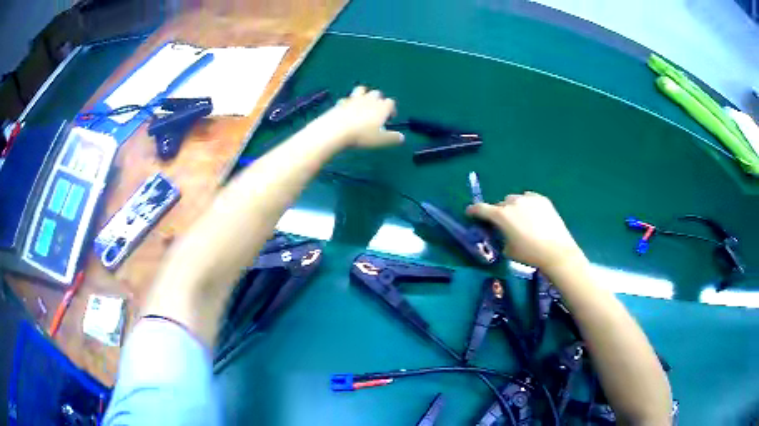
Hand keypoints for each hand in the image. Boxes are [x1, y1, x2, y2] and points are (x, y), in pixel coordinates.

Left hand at [318, 86, 403, 147]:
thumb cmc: (362, 135)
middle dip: (378, 101)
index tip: (389, 119)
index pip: (391, 103)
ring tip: (362, 106)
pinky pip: (347, 99)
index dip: (391, 110)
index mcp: (382, 107)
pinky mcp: (341, 102)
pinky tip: (347, 111)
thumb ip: (392, 137)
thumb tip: (402, 137)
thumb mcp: (380, 140)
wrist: (336, 130)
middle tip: (376, 113)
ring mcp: (354, 98)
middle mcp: (369, 99)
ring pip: (362, 90)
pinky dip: (348, 103)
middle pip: (377, 93)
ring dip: (364, 95)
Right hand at [467, 192, 585, 270]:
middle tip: (504, 224)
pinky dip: (527, 205)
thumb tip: (503, 233)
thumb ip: (501, 237)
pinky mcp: (542, 199)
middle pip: (500, 204)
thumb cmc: (529, 254)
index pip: (481, 209)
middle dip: (499, 213)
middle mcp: (513, 202)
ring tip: (521, 219)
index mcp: (501, 215)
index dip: (473, 211)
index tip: (470, 213)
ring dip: (513, 207)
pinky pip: (529, 198)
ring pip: (515, 200)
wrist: (556, 250)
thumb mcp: (508, 250)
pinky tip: (532, 215)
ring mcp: (529, 198)